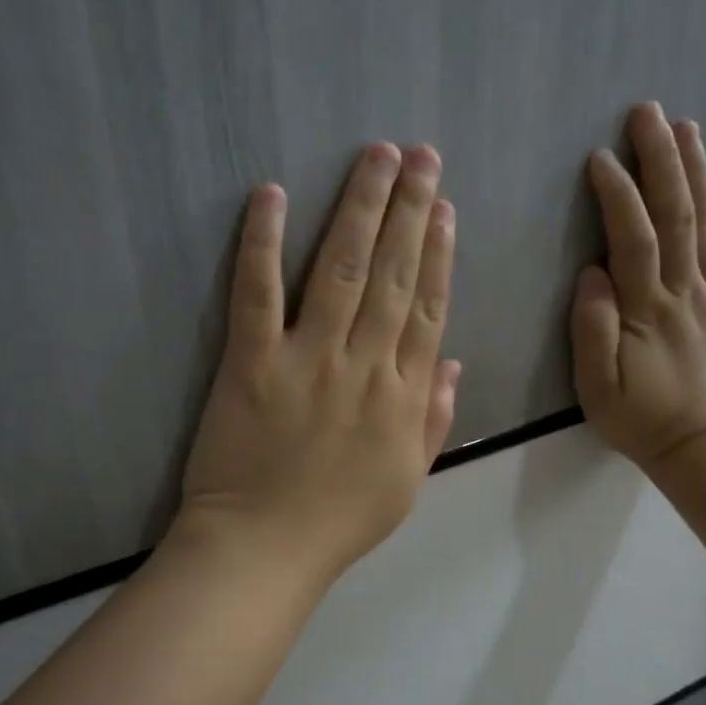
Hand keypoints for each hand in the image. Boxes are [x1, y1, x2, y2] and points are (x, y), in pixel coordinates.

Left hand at [176, 143, 461, 591]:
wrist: (265, 549)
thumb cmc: (338, 521)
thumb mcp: (407, 479)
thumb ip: (433, 419)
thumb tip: (453, 363)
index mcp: (404, 395)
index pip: (428, 308)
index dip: (439, 252)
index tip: (444, 207)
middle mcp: (364, 365)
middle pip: (392, 274)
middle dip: (409, 209)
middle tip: (420, 155)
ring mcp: (307, 359)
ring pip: (340, 269)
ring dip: (360, 208)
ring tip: (377, 156)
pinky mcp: (251, 362)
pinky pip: (258, 293)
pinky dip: (262, 241)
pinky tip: (272, 194)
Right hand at [572, 102, 705, 473]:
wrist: (698, 446)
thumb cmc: (638, 417)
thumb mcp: (597, 386)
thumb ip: (592, 330)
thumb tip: (592, 274)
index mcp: (647, 308)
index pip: (633, 238)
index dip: (618, 194)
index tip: (600, 157)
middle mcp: (683, 290)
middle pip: (676, 215)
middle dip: (662, 160)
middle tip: (648, 114)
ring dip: (696, 172)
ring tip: (687, 128)